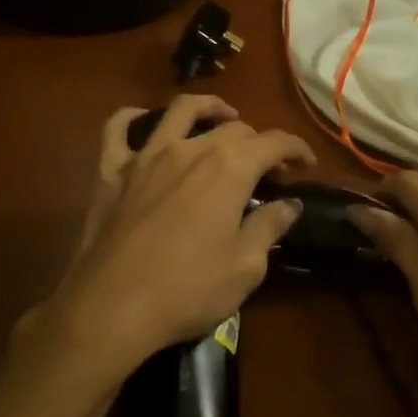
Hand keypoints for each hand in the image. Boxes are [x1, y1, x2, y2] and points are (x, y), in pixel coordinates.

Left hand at [46, 95, 313, 383]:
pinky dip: (131, 117)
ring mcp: (147, 155)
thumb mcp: (245, 267)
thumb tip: (289, 205)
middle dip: (259, 142)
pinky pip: (118, 128)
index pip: (274, 143)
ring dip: (208, 108)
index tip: (307, 164)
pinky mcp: (111, 170)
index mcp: (230, 168)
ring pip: (181, 110)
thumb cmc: (187, 290)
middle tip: (268, 169)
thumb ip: (269, 227)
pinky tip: (143, 121)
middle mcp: (191, 148)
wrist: (110, 308)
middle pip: (234, 129)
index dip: (296, 149)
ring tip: (222, 117)